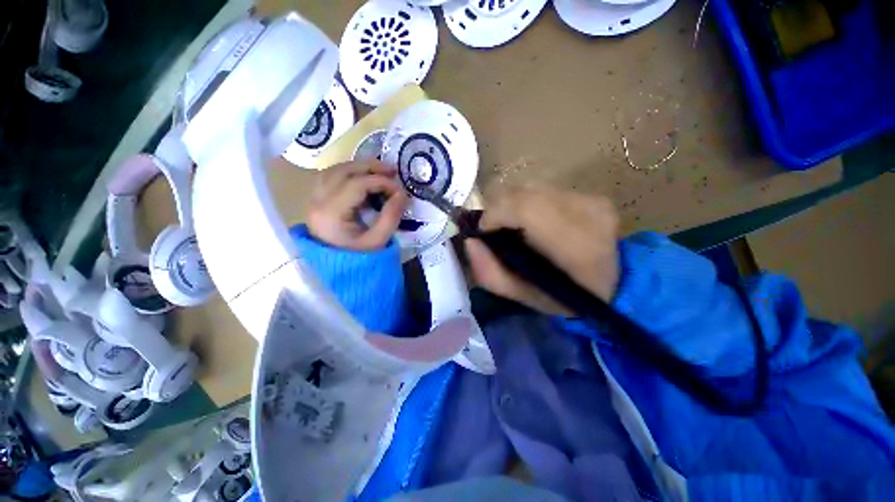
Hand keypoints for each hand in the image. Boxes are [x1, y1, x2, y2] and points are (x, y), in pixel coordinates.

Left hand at [306, 161, 409, 250]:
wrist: (339, 272)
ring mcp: (313, 201)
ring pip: (333, 171)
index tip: (400, 190)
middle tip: (392, 170)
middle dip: (369, 167)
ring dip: (357, 167)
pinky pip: (329, 178)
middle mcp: (317, 202)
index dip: (381, 182)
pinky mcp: (316, 202)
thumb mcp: (379, 241)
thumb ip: (391, 215)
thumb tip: (402, 193)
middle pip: (342, 171)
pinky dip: (347, 174)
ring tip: (379, 171)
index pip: (357, 184)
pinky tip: (362, 178)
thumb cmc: (360, 259)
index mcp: (331, 213)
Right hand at [465, 186, 619, 314]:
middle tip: (496, 230)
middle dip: (499, 209)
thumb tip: (470, 241)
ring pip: (530, 188)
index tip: (485, 231)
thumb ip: (490, 274)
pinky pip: (543, 189)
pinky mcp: (591, 194)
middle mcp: (587, 213)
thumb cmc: (567, 297)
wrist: (615, 284)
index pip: (523, 208)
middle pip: (523, 192)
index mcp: (575, 246)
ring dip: (513, 205)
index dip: (495, 214)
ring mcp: (592, 199)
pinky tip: (533, 222)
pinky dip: (528, 203)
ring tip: (514, 227)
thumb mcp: (523, 297)